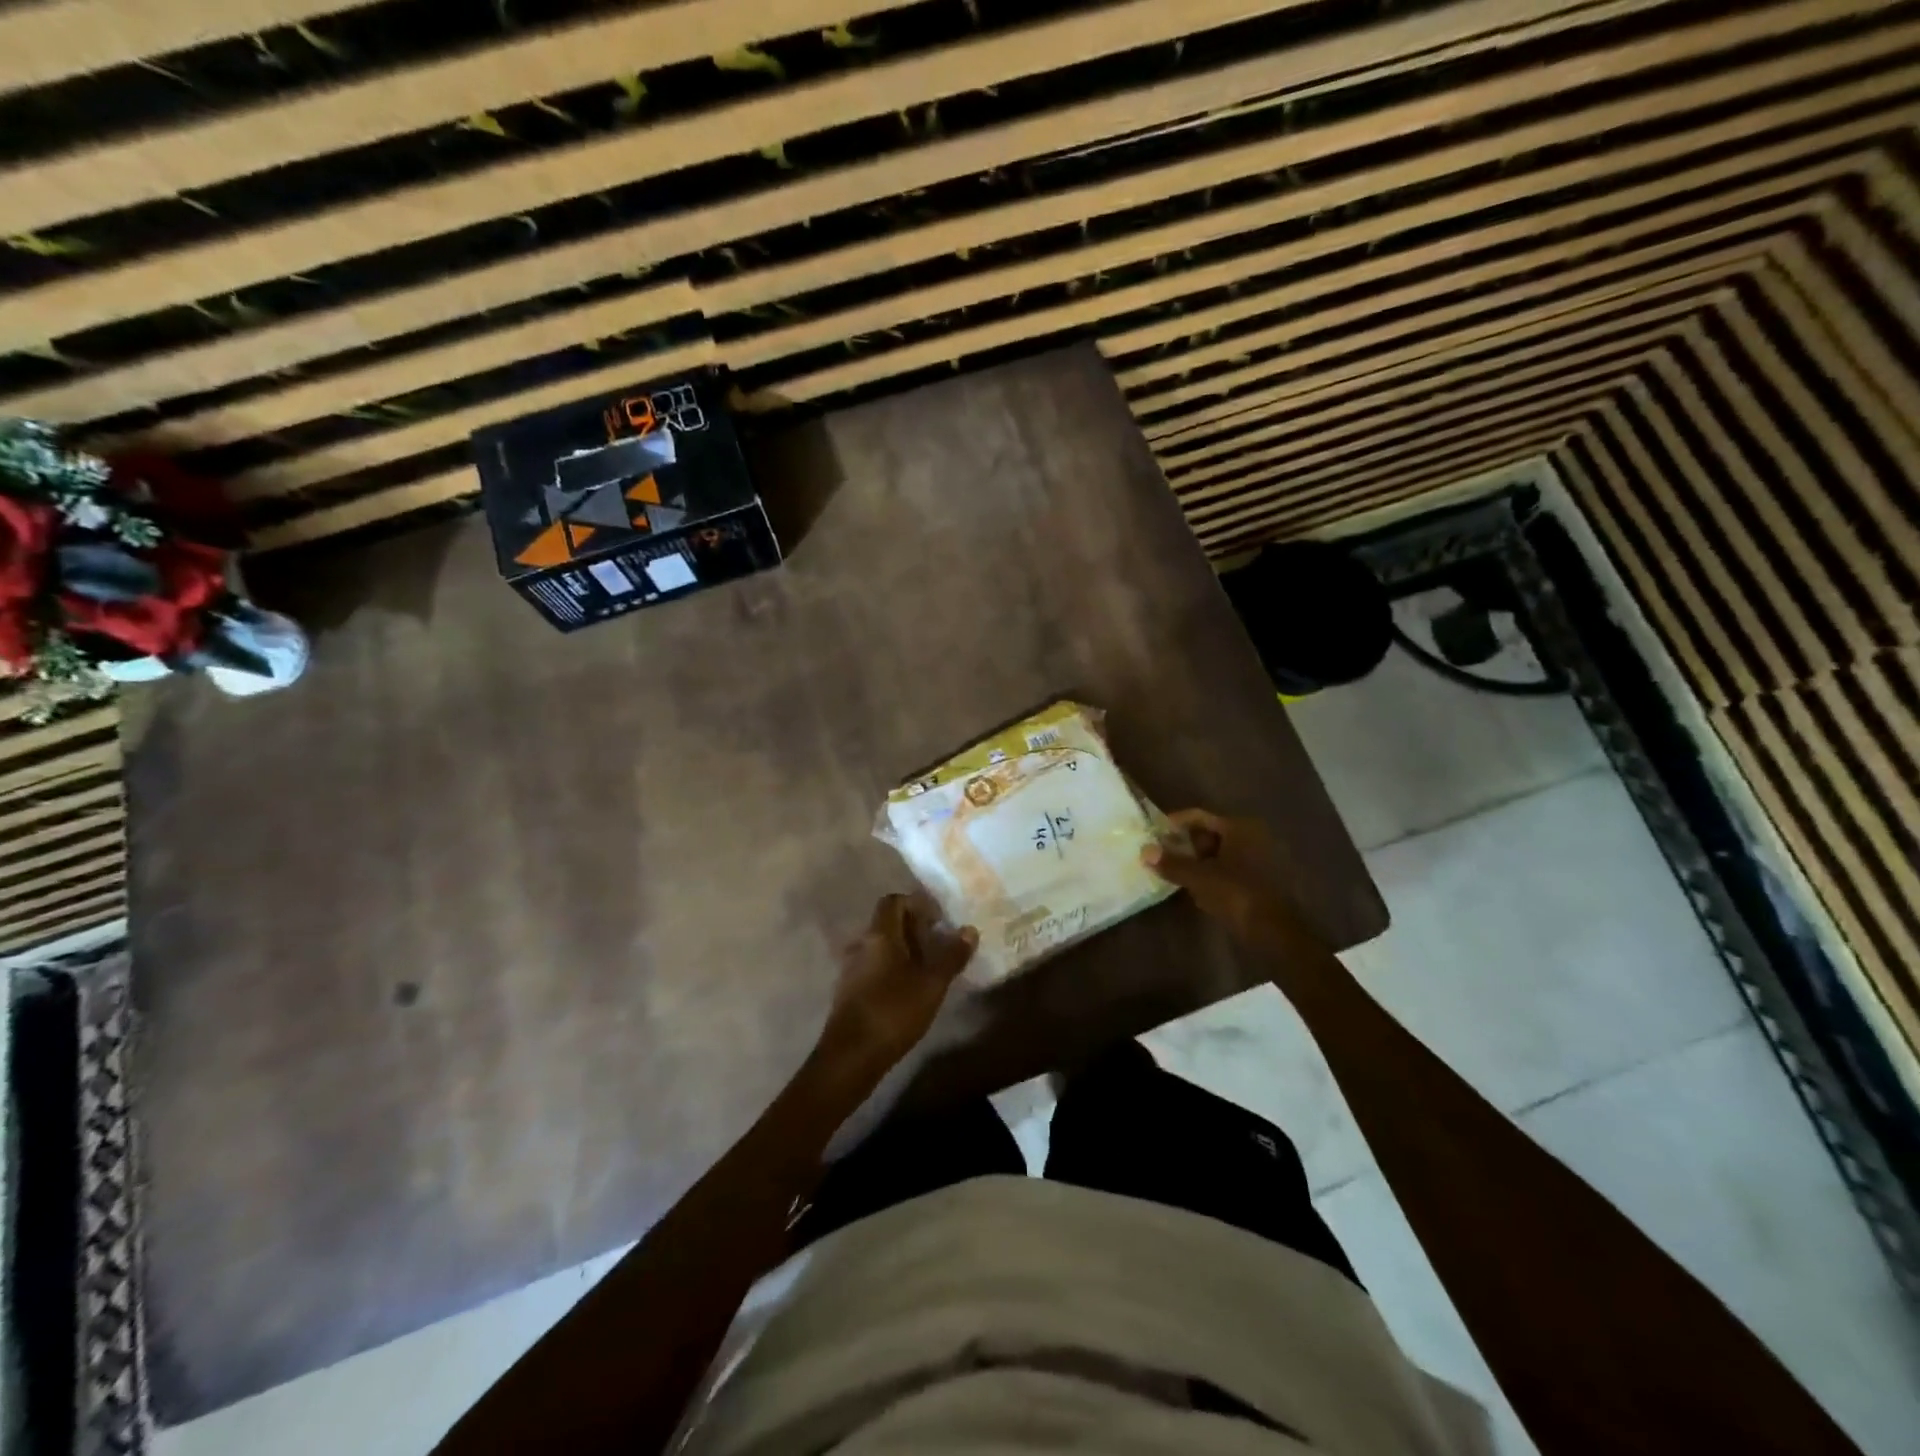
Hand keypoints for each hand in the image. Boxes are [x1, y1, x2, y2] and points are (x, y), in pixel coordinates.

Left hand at [816, 893, 977, 1078]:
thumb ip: (951, 956)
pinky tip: (911, 989)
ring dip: (905, 950)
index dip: (917, 903)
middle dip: (915, 928)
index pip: (894, 901)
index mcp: (879, 935)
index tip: (940, 920)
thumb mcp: (931, 984)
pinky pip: (875, 966)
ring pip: (882, 947)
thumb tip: (969, 930)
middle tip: (941, 944)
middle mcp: (862, 944)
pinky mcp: (850, 991)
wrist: (851, 1056)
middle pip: (888, 923)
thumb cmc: (893, 1011)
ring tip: (930, 967)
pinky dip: (894, 968)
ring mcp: (852, 968)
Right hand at [1142, 809, 1318, 950]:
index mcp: (1238, 827)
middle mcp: (1250, 836)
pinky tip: (1193, 886)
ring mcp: (1256, 858)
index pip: (1198, 816)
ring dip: (1194, 860)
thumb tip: (1144, 851)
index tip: (1153, 835)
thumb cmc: (1235, 893)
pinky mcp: (1257, 879)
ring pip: (1216, 852)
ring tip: (1171, 871)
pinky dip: (1208, 873)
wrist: (1272, 930)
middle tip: (1160, 855)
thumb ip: (1171, 863)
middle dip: (1183, 844)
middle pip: (1208, 833)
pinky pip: (1225, 868)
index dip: (1174, 824)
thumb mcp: (1198, 877)